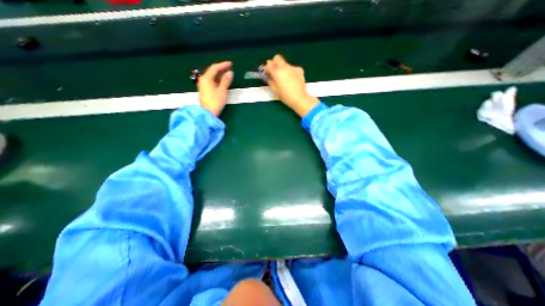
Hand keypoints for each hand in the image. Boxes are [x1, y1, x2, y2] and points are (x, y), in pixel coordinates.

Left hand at [200, 61, 234, 115]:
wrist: (207, 113)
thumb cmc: (215, 102)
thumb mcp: (222, 91)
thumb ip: (226, 81)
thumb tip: (230, 72)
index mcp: (206, 78)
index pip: (215, 68)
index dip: (223, 65)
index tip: (231, 64)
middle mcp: (203, 80)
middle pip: (212, 71)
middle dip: (221, 69)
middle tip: (230, 69)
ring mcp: (203, 85)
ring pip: (212, 77)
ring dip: (220, 75)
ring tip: (227, 75)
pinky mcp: (205, 90)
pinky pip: (211, 82)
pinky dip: (217, 80)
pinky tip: (222, 82)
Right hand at [264, 54, 319, 116]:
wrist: (299, 98)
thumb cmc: (285, 96)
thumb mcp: (275, 90)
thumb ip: (270, 81)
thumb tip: (268, 76)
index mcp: (277, 72)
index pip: (268, 65)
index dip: (266, 68)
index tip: (267, 73)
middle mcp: (284, 67)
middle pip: (277, 58)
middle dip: (274, 63)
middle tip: (274, 71)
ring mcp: (293, 67)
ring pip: (285, 63)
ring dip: (282, 68)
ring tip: (284, 78)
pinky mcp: (299, 70)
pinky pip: (292, 68)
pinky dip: (290, 71)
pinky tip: (291, 79)